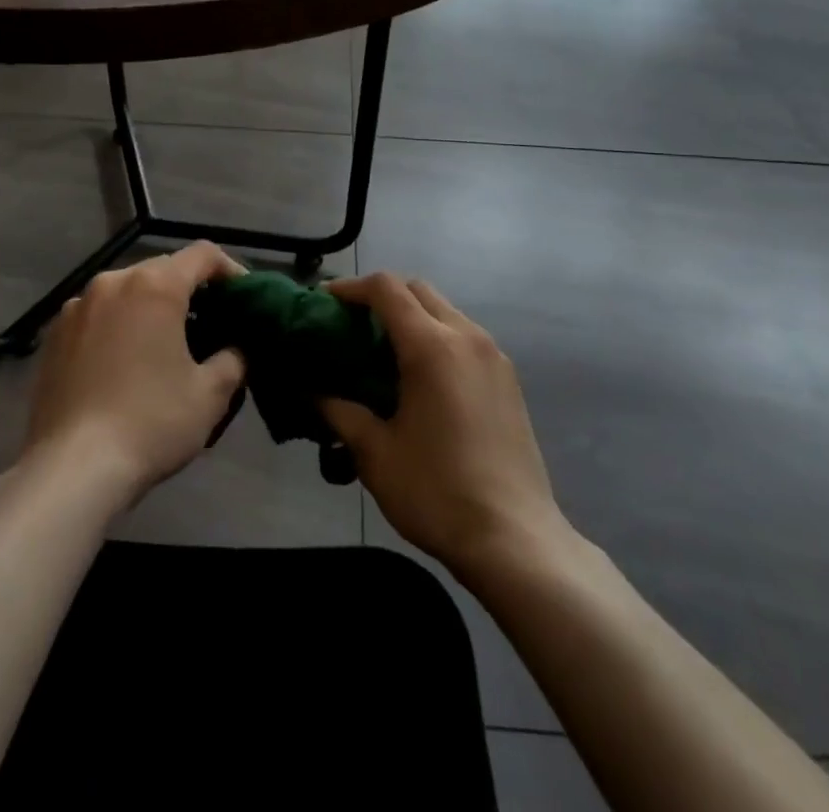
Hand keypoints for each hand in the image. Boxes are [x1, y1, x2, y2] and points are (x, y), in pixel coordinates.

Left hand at [23, 243, 246, 504]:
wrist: (71, 470)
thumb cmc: (150, 423)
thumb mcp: (211, 394)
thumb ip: (233, 359)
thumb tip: (235, 348)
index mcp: (155, 285)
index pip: (203, 254)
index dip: (230, 270)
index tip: (243, 299)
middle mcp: (113, 282)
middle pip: (162, 268)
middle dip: (190, 289)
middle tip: (210, 323)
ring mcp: (76, 307)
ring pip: (126, 290)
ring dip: (151, 306)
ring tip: (166, 343)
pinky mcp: (52, 335)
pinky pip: (98, 315)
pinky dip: (119, 325)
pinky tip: (125, 362)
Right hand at [321, 274, 568, 581]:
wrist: (515, 541)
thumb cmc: (437, 493)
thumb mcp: (375, 454)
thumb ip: (341, 412)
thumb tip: (313, 392)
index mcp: (432, 346)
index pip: (386, 289)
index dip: (350, 287)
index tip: (324, 302)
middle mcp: (466, 337)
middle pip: (418, 290)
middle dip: (381, 297)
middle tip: (351, 326)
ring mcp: (493, 356)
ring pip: (444, 310)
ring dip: (411, 316)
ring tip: (383, 351)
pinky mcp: (508, 378)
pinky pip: (464, 336)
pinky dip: (436, 336)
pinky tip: (421, 377)